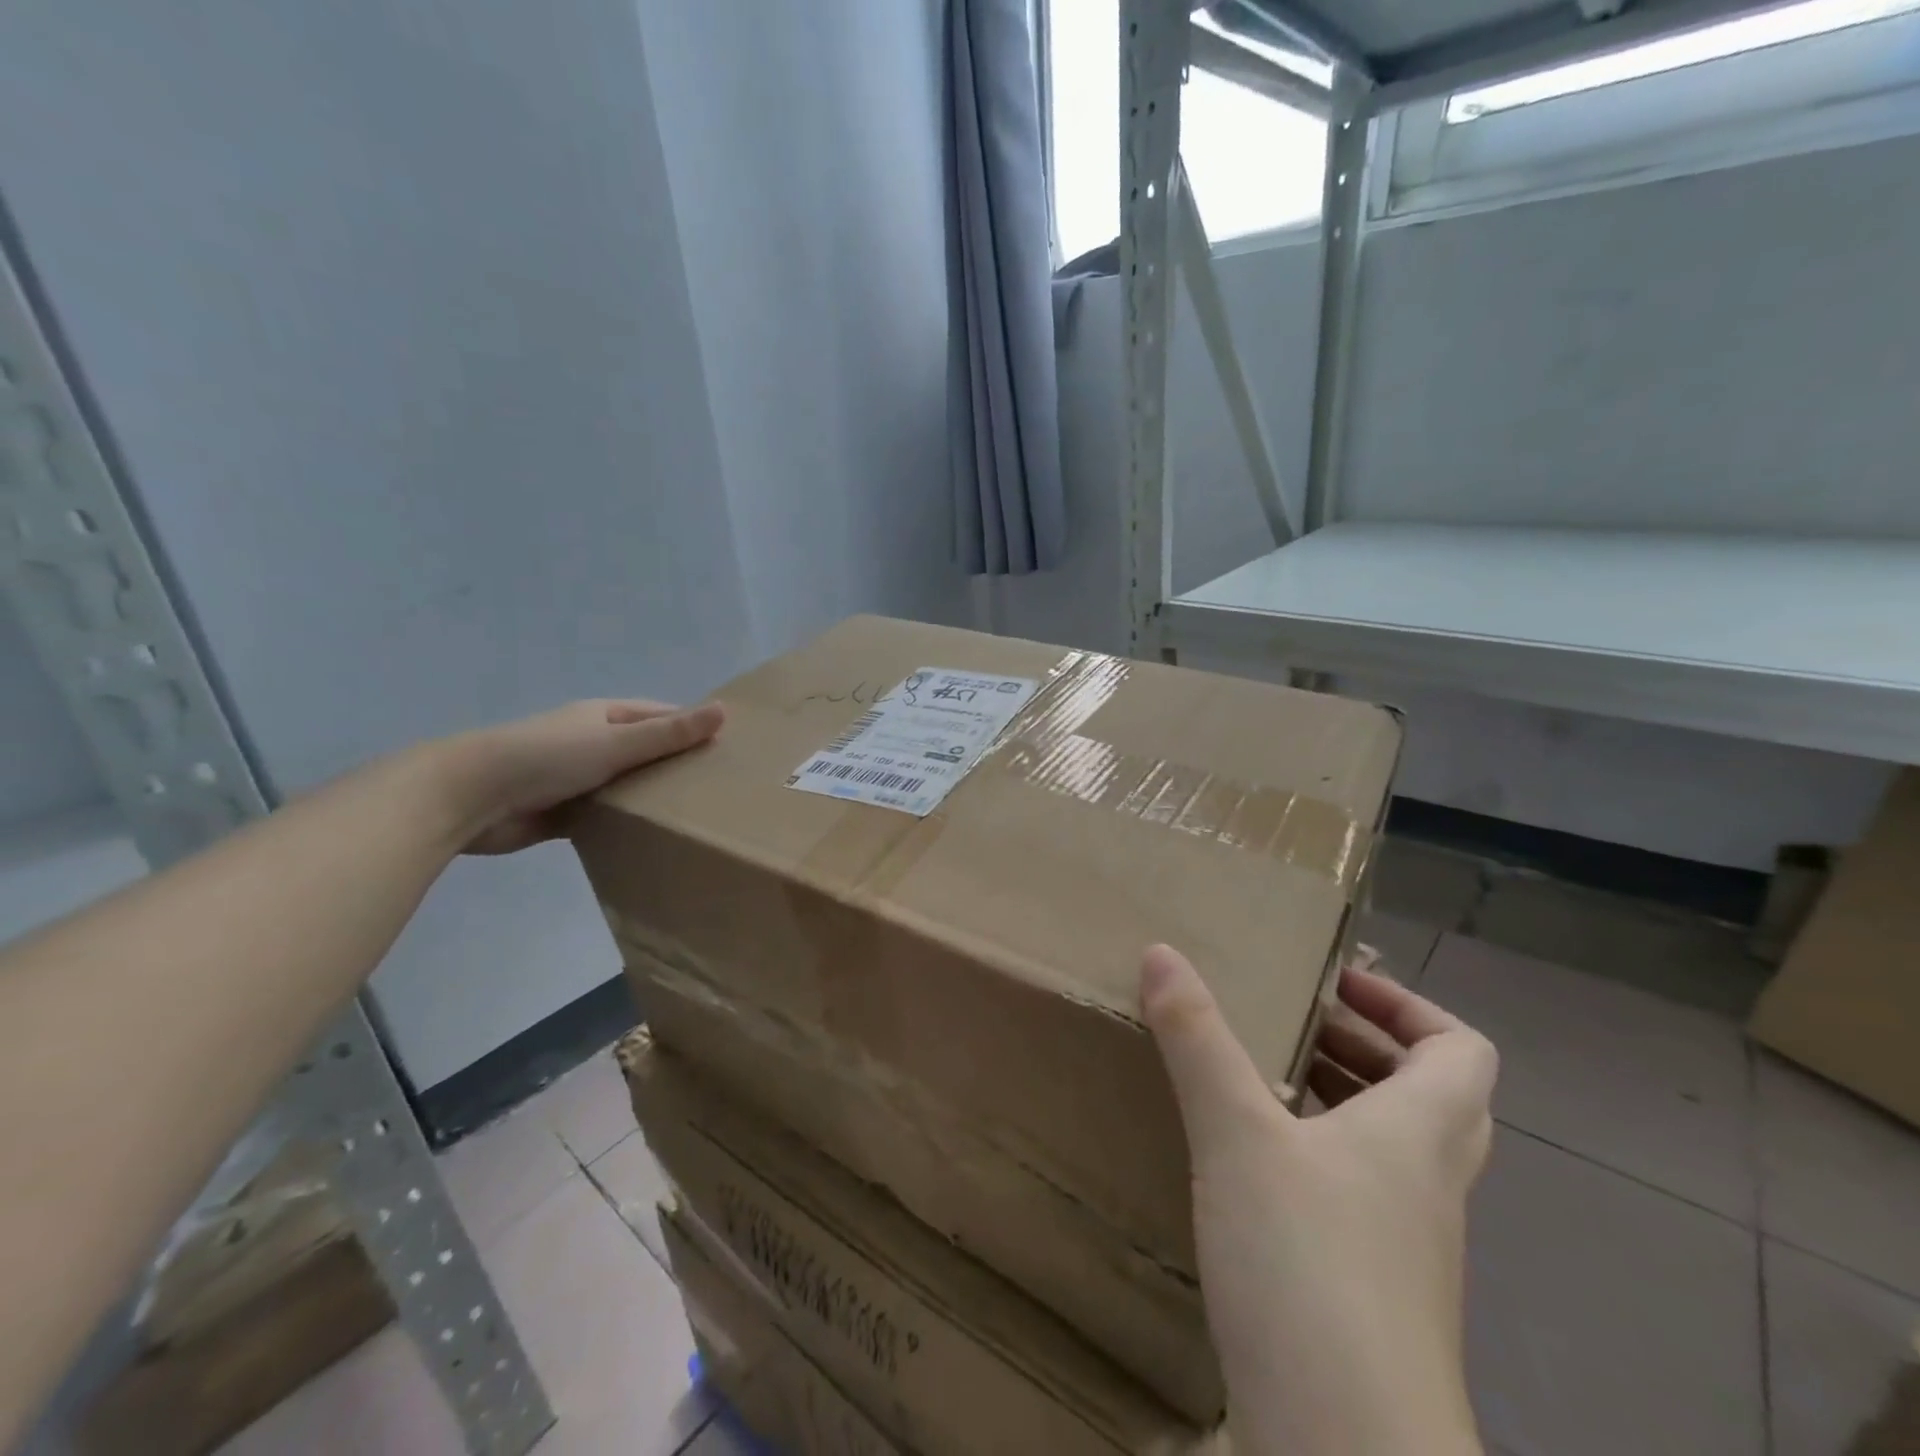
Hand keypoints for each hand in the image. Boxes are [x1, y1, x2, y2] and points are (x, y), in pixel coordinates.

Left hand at [438, 699, 724, 854]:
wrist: (469, 798)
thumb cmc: (547, 757)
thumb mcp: (616, 742)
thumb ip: (670, 734)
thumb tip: (725, 711)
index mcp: (605, 716)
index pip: (661, 716)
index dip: (693, 728)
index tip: (730, 750)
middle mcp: (593, 742)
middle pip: (646, 752)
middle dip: (678, 767)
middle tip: (722, 791)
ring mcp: (577, 778)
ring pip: (628, 786)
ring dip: (653, 799)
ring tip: (699, 818)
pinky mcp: (564, 814)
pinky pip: (607, 816)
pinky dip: (627, 824)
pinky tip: (656, 840)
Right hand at [1139, 945, 1495, 1455]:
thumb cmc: (1308, 1267)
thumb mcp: (1238, 1134)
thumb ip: (1197, 1040)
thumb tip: (1161, 952)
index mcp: (1418, 1134)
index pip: (1461, 1049)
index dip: (1407, 1005)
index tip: (1335, 986)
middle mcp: (1426, 1186)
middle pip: (1429, 1094)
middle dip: (1363, 1045)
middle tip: (1293, 1022)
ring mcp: (1404, 1249)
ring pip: (1393, 1148)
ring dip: (1340, 1101)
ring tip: (1265, 1077)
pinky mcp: (1370, 1296)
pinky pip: (1358, 1197)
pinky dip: (1316, 1159)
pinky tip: (1252, 1167)